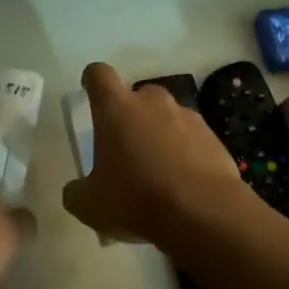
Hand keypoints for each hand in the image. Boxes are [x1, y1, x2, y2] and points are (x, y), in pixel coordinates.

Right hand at [62, 62, 250, 246]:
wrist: (204, 213)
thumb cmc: (136, 199)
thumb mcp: (90, 205)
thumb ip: (76, 192)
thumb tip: (75, 190)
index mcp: (116, 108)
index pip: (99, 74)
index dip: (92, 80)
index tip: (90, 91)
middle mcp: (152, 102)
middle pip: (136, 95)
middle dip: (130, 116)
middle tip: (125, 148)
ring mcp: (187, 116)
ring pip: (166, 116)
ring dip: (159, 134)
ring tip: (157, 171)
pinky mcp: (213, 136)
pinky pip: (191, 137)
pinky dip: (184, 152)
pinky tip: (183, 183)